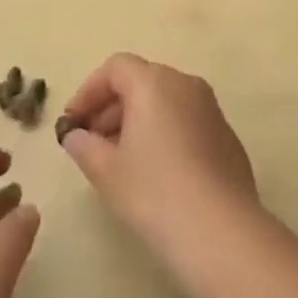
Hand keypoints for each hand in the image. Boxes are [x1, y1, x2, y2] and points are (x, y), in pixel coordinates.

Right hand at [57, 53, 260, 267]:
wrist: (220, 230)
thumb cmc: (154, 193)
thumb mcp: (107, 172)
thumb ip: (85, 146)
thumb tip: (75, 136)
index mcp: (154, 82)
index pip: (116, 67)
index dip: (89, 91)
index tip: (73, 122)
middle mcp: (184, 83)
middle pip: (141, 81)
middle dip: (111, 108)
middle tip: (91, 143)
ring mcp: (210, 106)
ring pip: (164, 100)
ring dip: (137, 120)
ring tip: (119, 160)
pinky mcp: (224, 133)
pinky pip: (185, 119)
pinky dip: (164, 132)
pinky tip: (155, 171)